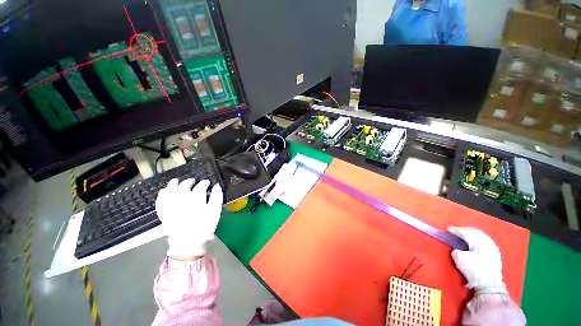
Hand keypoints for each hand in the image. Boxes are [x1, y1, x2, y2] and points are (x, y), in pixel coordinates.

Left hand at [156, 178, 223, 257]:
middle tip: (194, 181)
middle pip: (185, 185)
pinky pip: (160, 200)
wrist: (188, 243)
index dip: (205, 183)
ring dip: (174, 184)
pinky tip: (164, 190)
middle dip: (190, 182)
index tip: (208, 183)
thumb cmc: (205, 226)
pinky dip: (162, 194)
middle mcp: (182, 199)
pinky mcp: (163, 212)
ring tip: (177, 181)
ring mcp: (171, 205)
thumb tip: (217, 186)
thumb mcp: (215, 211)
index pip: (201, 186)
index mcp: (196, 198)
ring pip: (171, 190)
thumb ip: (217, 197)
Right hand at [448, 227, 506, 294]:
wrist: (489, 284)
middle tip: (455, 231)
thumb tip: (457, 247)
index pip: (465, 232)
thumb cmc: (473, 270)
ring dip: (471, 234)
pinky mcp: (495, 252)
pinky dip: (477, 238)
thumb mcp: (459, 259)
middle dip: (464, 230)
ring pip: (481, 235)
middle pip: (474, 232)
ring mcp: (493, 247)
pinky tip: (473, 241)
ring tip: (463, 235)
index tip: (448, 229)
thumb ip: (456, 249)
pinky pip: (485, 240)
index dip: (455, 230)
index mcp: (478, 241)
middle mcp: (487, 241)